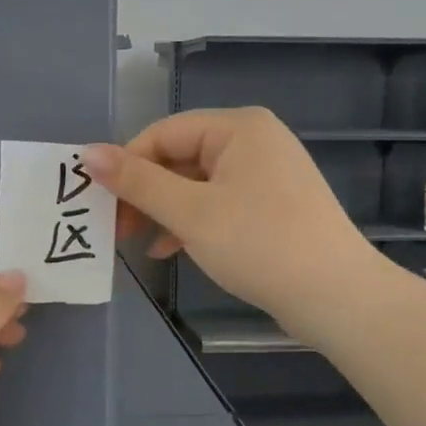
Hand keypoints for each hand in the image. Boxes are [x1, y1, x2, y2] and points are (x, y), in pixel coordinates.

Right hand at [84, 108, 380, 327]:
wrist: (338, 298)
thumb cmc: (260, 244)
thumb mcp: (190, 212)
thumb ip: (137, 182)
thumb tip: (87, 153)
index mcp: (238, 127)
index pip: (163, 133)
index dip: (126, 164)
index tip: (98, 201)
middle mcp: (253, 140)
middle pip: (179, 157)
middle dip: (145, 192)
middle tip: (114, 226)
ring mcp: (265, 173)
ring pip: (196, 183)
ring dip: (163, 210)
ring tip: (135, 240)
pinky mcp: (271, 205)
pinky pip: (218, 202)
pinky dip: (191, 222)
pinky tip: (169, 249)